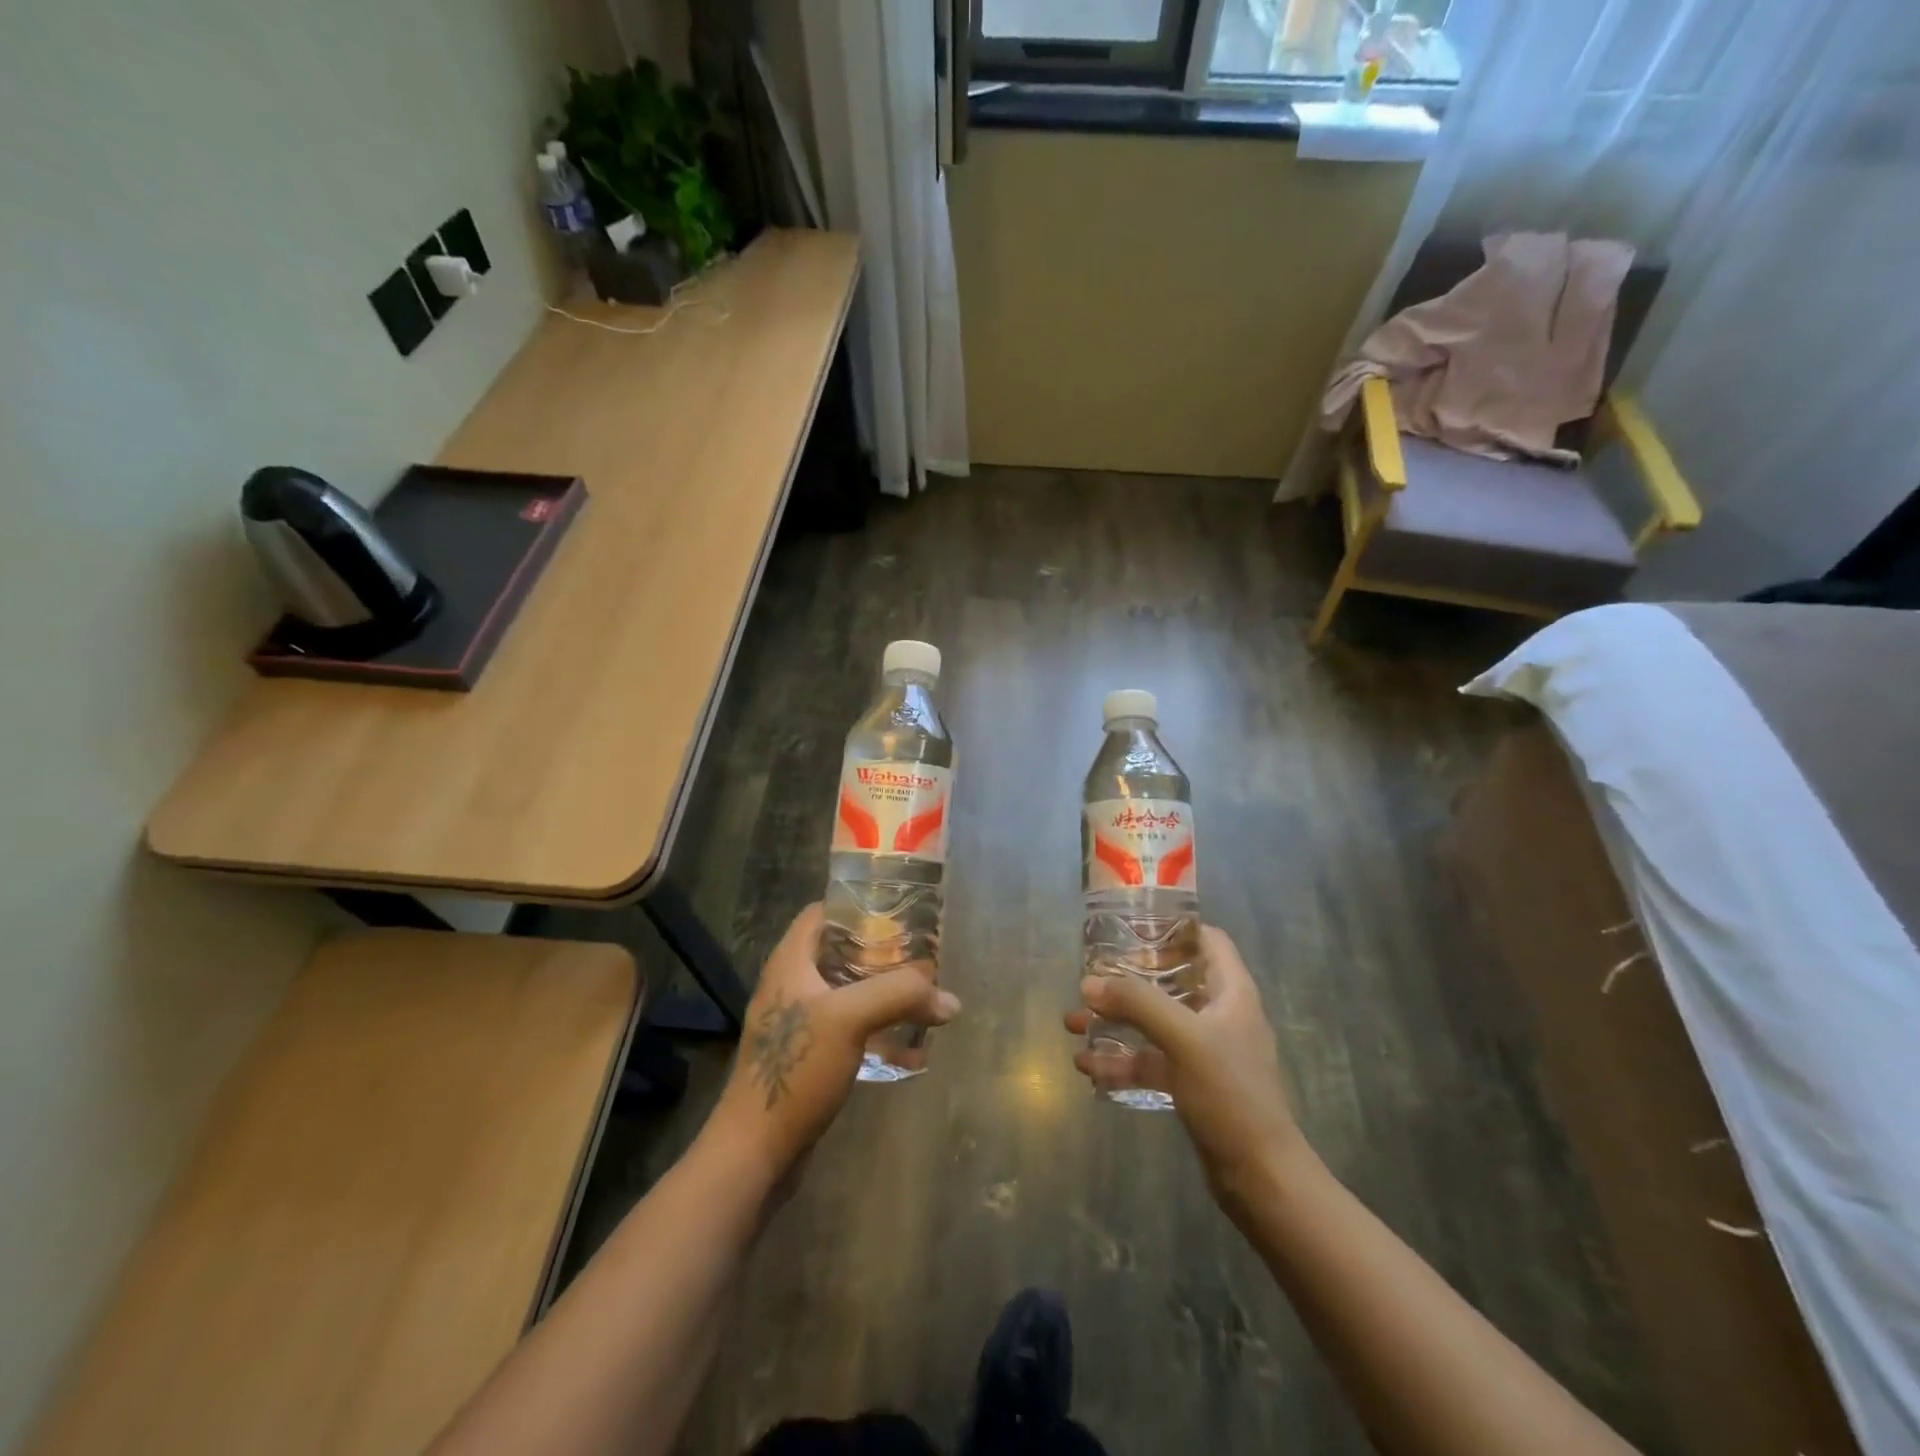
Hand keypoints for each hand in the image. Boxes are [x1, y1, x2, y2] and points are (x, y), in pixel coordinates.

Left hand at [706, 904, 959, 1185]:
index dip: (858, 907)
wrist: (755, 1151)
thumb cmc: (795, 1068)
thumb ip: (901, 995)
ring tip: (925, 998)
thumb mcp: (850, 1018)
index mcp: (791, 962)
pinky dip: (880, 1034)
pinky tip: (913, 1051)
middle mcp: (792, 985)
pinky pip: (851, 1032)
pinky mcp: (809, 1058)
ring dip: (885, 995)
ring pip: (849, 994)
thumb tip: (950, 1000)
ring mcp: (799, 1023)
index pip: (822, 913)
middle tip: (923, 957)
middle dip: (883, 954)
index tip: (899, 914)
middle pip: (842, 953)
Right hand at [1064, 926, 1305, 1198]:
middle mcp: (1220, 1015)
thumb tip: (1089, 983)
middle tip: (1091, 976)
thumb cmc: (1231, 1094)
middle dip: (1129, 979)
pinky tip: (1087, 1067)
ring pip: (1154, 1022)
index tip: (1132, 927)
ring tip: (1074, 1023)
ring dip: (1116, 1021)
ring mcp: (1205, 1052)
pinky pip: (1150, 1061)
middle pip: (1172, 980)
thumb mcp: (1183, 1039)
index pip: (1208, 940)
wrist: (1260, 1178)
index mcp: (1232, 992)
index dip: (1174, 927)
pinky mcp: (1192, 1084)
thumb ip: (1137, 1004)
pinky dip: (1121, 1060)